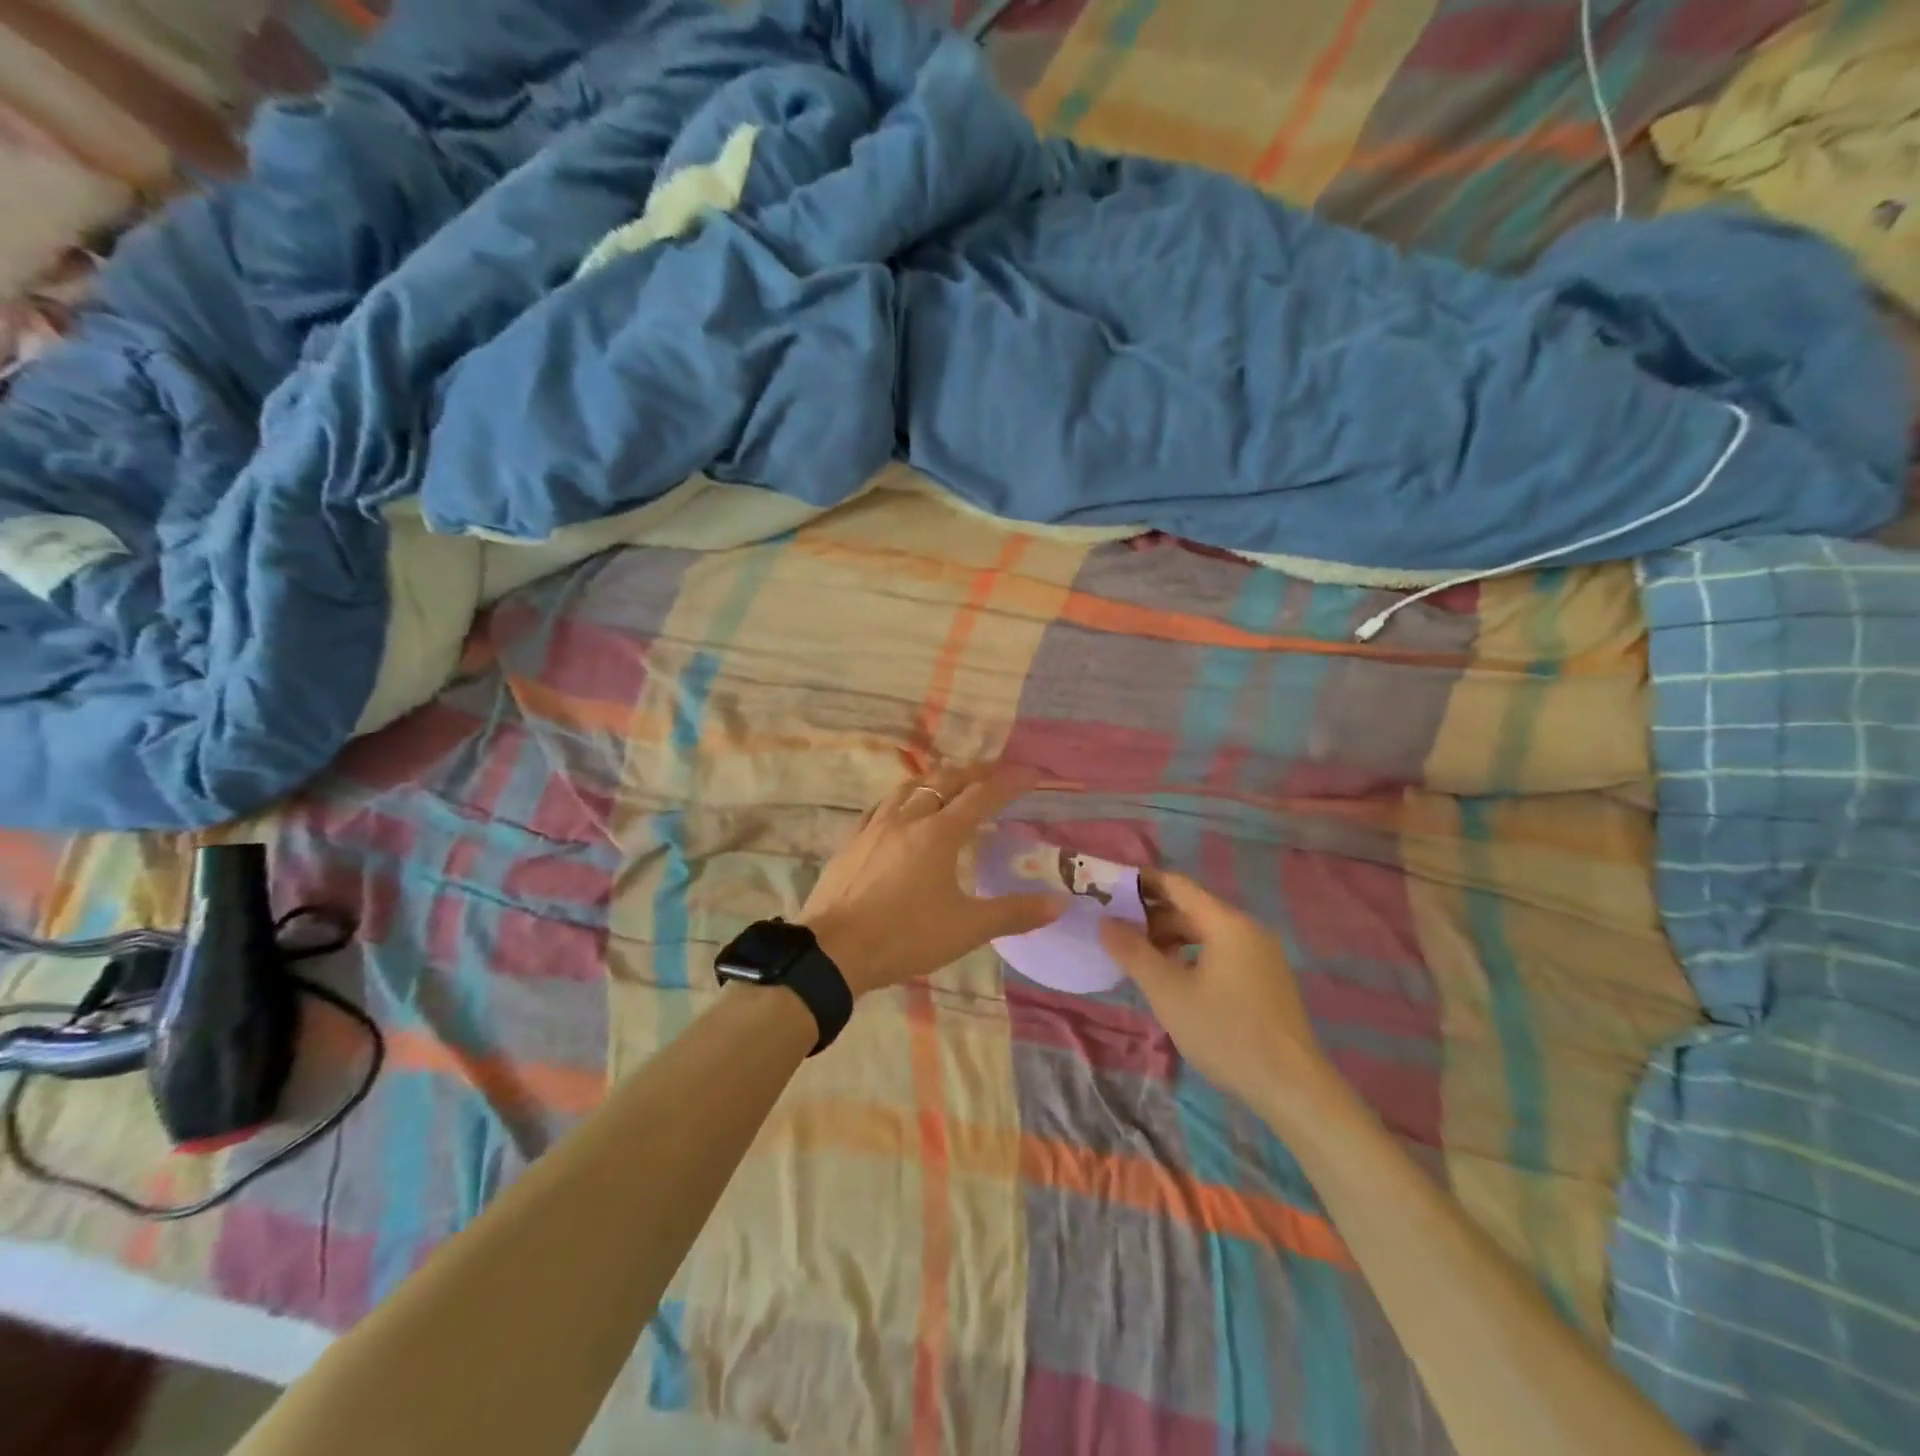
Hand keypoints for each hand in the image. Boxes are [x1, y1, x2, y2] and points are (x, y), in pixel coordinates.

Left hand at [799, 761, 1066, 996]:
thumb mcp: (966, 928)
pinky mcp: (852, 841)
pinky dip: (901, 799)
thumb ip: (1013, 912)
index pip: (983, 796)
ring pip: (909, 787)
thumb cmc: (905, 936)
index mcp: (940, 833)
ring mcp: (875, 827)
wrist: (834, 951)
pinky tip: (899, 810)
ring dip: (935, 779)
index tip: (1032, 773)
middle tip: (994, 772)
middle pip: (945, 781)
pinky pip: (881, 806)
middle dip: (974, 772)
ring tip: (949, 781)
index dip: (1010, 782)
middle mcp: (908, 818)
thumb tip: (1060, 903)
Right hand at [1100, 873, 1332, 1118]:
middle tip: (1116, 931)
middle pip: (1192, 909)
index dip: (1142, 883)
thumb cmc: (1225, 1033)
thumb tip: (1105, 922)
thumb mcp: (1168, 993)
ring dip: (1171, 938)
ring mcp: (1261, 955)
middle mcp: (1248, 930)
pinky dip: (1193, 955)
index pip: (1177, 885)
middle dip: (1152, 917)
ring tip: (1140, 958)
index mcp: (1226, 923)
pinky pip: (1222, 952)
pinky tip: (1175, 980)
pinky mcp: (1267, 980)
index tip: (1109, 889)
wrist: (1292, 1087)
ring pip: (1207, 933)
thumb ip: (1133, 952)